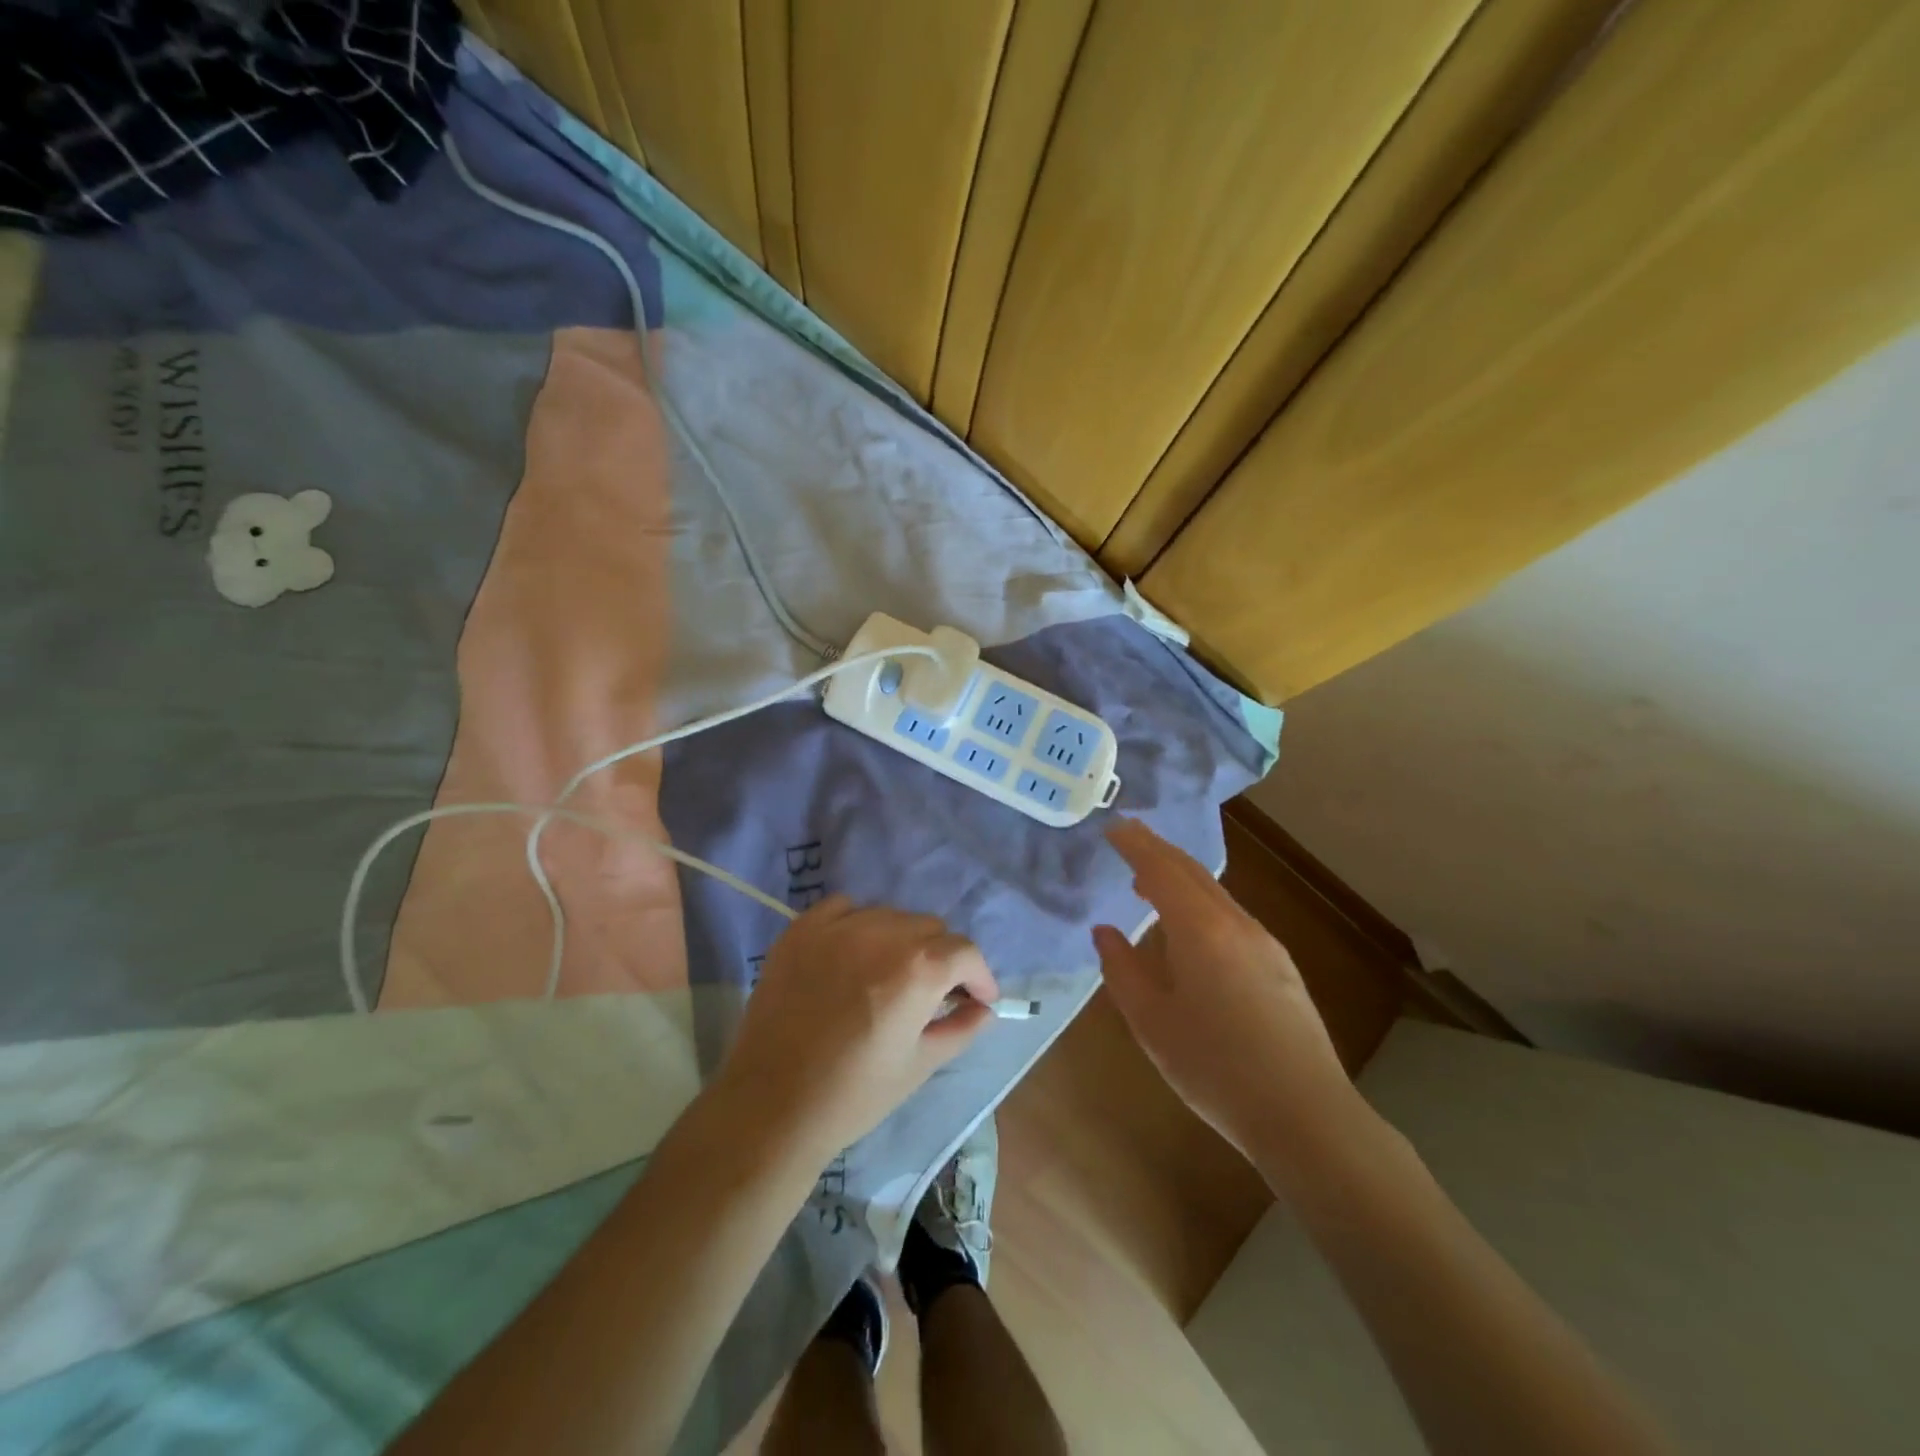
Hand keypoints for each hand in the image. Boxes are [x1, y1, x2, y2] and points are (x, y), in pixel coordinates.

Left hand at [716, 896, 1000, 1161]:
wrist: (771, 1104)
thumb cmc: (854, 1094)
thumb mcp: (920, 1065)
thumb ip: (961, 1029)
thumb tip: (984, 1008)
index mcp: (919, 968)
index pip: (965, 952)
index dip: (977, 976)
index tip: (975, 999)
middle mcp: (883, 933)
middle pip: (930, 928)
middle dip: (941, 958)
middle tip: (931, 993)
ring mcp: (838, 926)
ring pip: (890, 915)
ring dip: (900, 939)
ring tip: (888, 974)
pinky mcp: (802, 929)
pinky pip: (844, 908)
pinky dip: (858, 923)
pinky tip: (852, 953)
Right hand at [1093, 818, 1360, 1171]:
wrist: (1306, 1115)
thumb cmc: (1216, 1068)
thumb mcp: (1152, 1022)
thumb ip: (1122, 970)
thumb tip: (1105, 932)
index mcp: (1201, 930)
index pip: (1162, 869)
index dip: (1135, 844)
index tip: (1113, 826)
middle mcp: (1236, 924)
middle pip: (1192, 872)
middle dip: (1158, 849)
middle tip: (1129, 835)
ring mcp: (1265, 943)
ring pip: (1215, 893)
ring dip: (1180, 877)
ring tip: (1149, 882)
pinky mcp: (1280, 965)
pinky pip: (1231, 915)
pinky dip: (1201, 903)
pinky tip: (1190, 929)